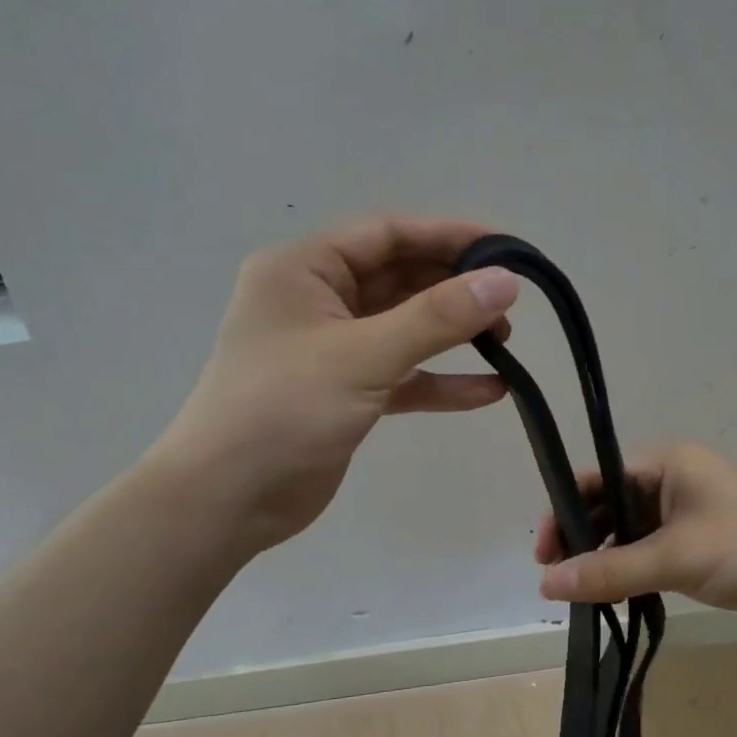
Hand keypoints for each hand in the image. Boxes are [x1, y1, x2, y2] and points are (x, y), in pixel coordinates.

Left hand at [152, 217, 519, 551]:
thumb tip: (505, 281)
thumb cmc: (283, 411)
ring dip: (452, 335)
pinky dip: (440, 382)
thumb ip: (436, 318)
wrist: (226, 501)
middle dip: (455, 289)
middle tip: (509, 305)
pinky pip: (401, 376)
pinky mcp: (344, 393)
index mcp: (303, 269)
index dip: (449, 236)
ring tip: (506, 344)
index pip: (387, 234)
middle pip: (399, 279)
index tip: (507, 250)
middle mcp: (316, 300)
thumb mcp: (363, 356)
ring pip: (403, 328)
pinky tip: (489, 392)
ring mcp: (330, 349)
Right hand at [535, 443, 736, 631]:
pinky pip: (650, 556)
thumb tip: (546, 584)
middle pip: (606, 507)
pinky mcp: (700, 548)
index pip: (594, 481)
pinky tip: (613, 598)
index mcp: (663, 464)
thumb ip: (610, 571)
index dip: (563, 514)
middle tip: (557, 582)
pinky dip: (629, 574)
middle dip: (580, 540)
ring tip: (580, 596)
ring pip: (627, 535)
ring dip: (603, 560)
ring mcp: (686, 517)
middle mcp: (670, 483)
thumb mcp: (676, 556)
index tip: (542, 557)